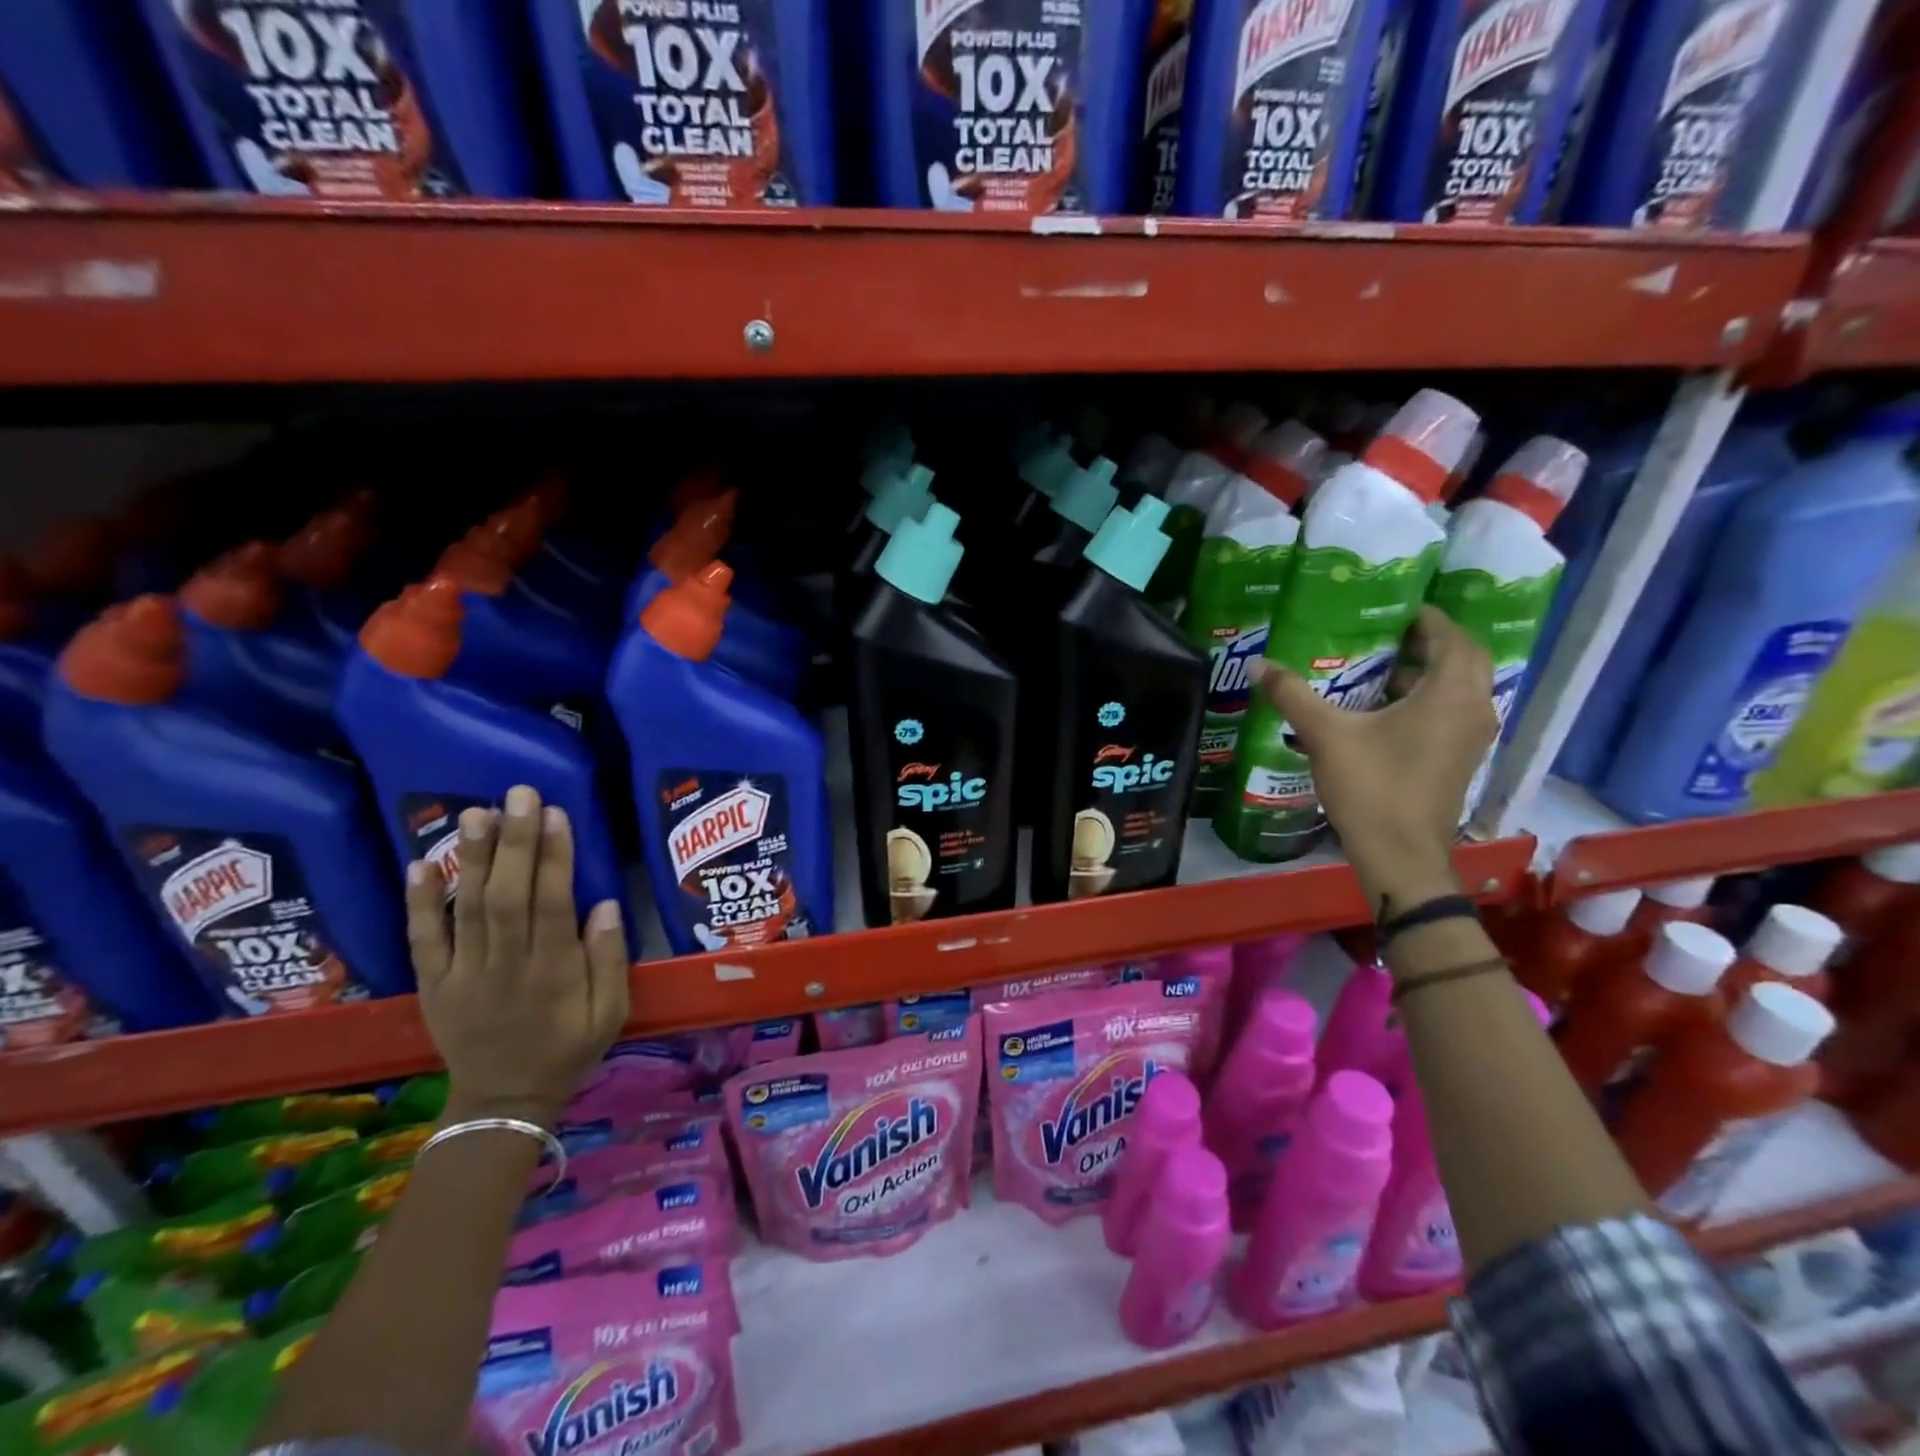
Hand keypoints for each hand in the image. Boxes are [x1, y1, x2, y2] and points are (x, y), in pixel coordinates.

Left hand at [405, 786, 630, 1128]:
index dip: (554, 858)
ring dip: (470, 859)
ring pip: (466, 909)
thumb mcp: (611, 1013)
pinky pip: (422, 940)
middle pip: (507, 897)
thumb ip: (610, 961)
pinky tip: (418, 864)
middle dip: (514, 843)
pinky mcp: (433, 983)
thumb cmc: (568, 1049)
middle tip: (518, 794)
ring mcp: (463, 974)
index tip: (555, 814)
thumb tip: (605, 906)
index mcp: (553, 972)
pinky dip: (418, 902)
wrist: (503, 1101)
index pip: (552, 904)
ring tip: (474, 812)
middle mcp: (506, 966)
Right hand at [1250, 607, 1495, 910]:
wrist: (1400, 855)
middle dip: (1431, 642)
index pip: (1452, 637)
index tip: (1395, 608)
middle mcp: (1473, 710)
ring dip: (1430, 672)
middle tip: (1389, 634)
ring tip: (1382, 667)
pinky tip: (1385, 710)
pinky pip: (1453, 712)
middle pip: (1465, 660)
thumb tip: (1257, 664)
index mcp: (1450, 694)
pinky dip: (1428, 699)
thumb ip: (1293, 695)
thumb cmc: (1372, 788)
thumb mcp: (1326, 735)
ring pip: (1461, 688)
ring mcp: (1471, 738)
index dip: (1427, 618)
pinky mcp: (1460, 760)